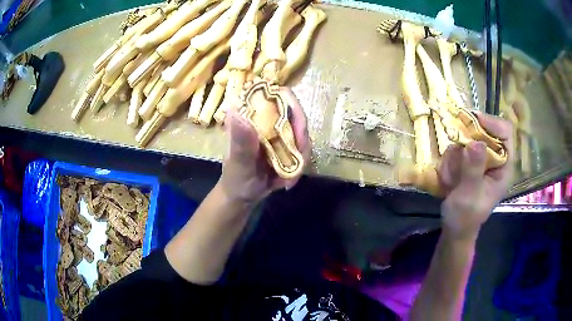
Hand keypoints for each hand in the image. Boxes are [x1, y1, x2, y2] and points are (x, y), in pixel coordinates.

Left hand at [218, 88, 310, 205]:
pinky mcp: (285, 144)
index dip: (292, 106)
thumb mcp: (238, 163)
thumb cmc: (235, 179)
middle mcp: (266, 119)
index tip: (298, 133)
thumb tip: (236, 112)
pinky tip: (288, 180)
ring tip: (289, 178)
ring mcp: (277, 131)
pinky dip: (300, 164)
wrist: (242, 195)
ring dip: (301, 156)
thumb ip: (241, 143)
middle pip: (296, 114)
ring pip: (302, 133)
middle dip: (301, 140)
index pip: (275, 95)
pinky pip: (302, 148)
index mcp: (250, 116)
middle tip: (298, 162)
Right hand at [438, 112, 513, 239]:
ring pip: (469, 138)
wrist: (455, 228)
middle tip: (455, 149)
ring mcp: (482, 159)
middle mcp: (496, 158)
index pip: (506, 132)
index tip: (472, 122)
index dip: (492, 123)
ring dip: (456, 154)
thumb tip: (476, 142)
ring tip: (452, 177)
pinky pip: (459, 147)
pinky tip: (450, 178)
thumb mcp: (469, 196)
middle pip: (486, 130)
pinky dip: (451, 159)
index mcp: (504, 166)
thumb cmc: (465, 217)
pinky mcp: (471, 161)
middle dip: (468, 140)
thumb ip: (474, 170)